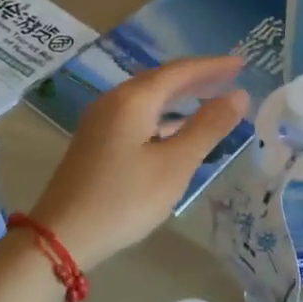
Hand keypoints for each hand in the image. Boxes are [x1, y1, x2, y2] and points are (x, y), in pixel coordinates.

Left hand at [28, 55, 248, 268]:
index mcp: (134, 99)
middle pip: (163, 79)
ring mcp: (102, 121)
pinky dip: (165, 114)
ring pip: (150, 97)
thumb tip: (239, 95)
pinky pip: (139, 114)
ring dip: (182, 96)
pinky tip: (179, 129)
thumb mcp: (175, 165)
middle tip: (231, 77)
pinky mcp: (97, 141)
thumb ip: (208, 127)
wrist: (61, 237)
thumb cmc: (124, 199)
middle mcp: (115, 101)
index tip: (242, 63)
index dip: (213, 66)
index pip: (180, 71)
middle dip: (198, 77)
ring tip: (212, 98)